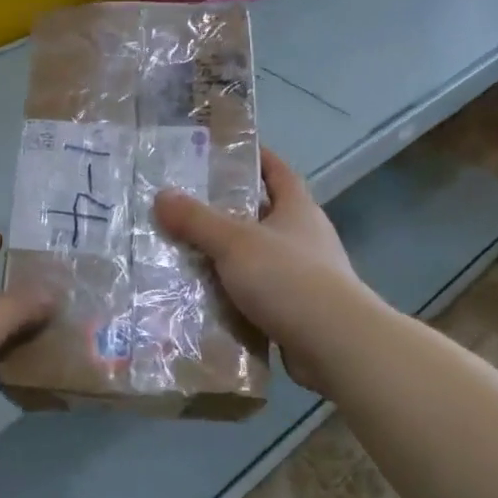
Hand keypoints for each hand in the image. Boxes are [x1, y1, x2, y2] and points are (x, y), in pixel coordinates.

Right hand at [153, 149, 363, 394]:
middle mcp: (306, 237)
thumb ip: (197, 219)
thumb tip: (161, 196)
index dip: (257, 158)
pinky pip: (261, 294)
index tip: (227, 152)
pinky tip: (207, 298)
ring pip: (260, 256)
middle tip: (189, 206)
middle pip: (265, 214)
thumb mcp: (234, 242)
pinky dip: (237, 293)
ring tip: (188, 253)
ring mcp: (307, 276)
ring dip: (231, 256)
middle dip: (231, 210)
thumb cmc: (288, 278)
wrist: (336, 345)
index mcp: (298, 209)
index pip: (278, 171)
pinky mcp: (300, 311)